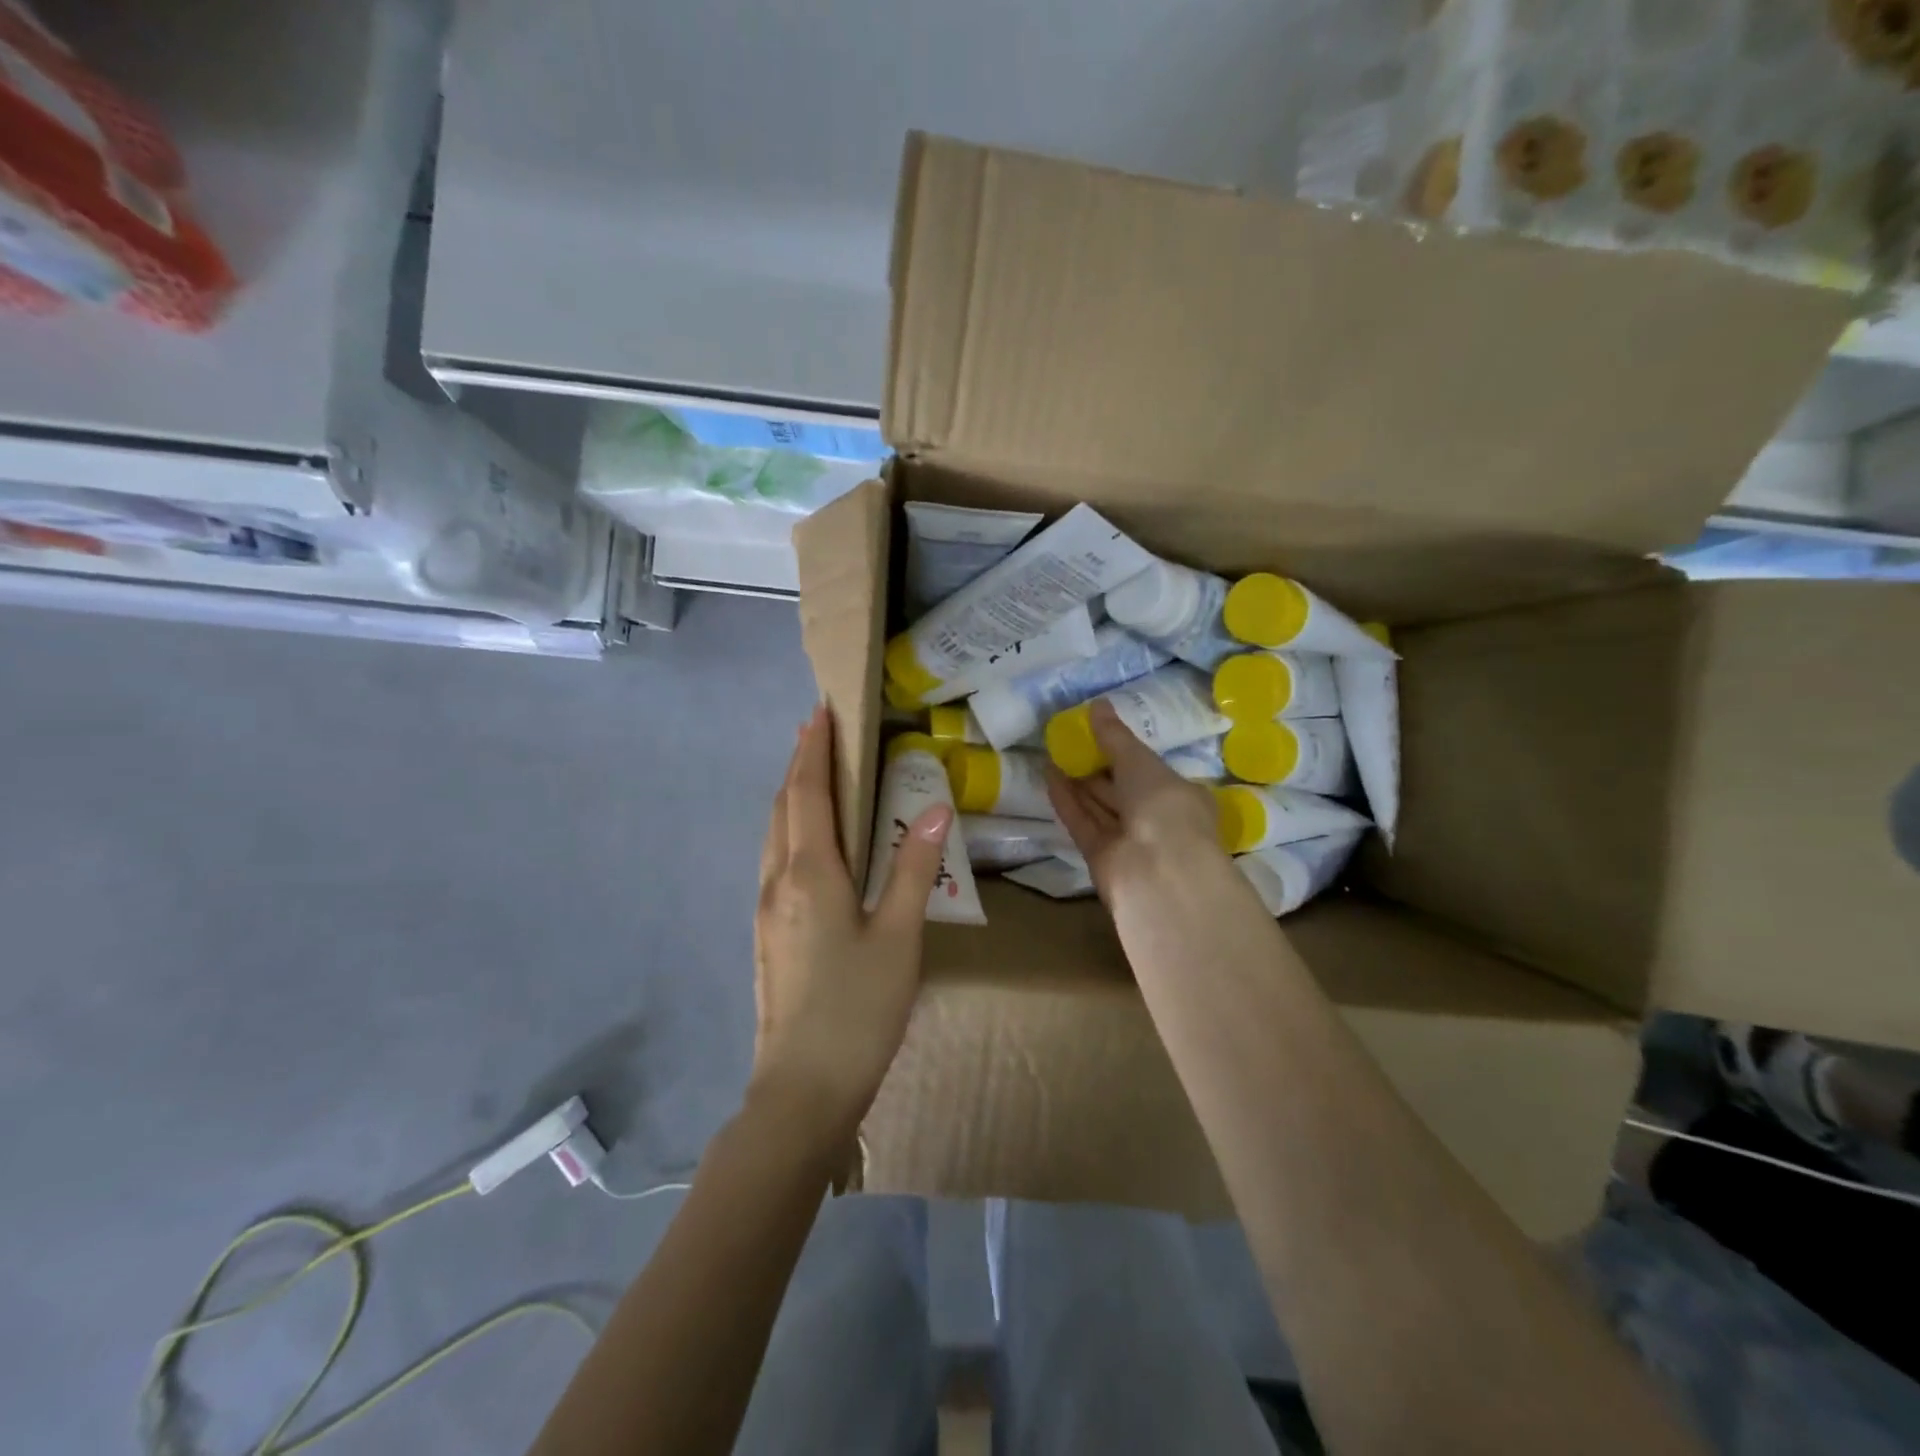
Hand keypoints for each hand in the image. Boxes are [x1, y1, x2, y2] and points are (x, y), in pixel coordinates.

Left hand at [751, 705, 952, 1140]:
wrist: (801, 1088)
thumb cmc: (858, 1009)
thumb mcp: (899, 936)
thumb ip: (914, 868)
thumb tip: (935, 808)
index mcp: (809, 873)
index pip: (807, 792)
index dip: (813, 749)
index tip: (820, 711)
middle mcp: (778, 880)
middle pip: (783, 806)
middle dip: (799, 764)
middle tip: (819, 732)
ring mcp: (766, 909)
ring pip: (774, 833)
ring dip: (791, 796)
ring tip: (814, 775)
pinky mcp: (767, 933)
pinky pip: (774, 859)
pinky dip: (790, 829)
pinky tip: (809, 842)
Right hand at [1046, 700, 1222, 901]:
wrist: (1157, 873)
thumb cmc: (1163, 807)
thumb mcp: (1141, 762)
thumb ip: (1115, 736)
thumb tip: (1097, 704)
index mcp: (1179, 796)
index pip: (1149, 770)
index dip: (1124, 752)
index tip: (1099, 732)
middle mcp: (1155, 819)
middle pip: (1121, 789)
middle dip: (1097, 766)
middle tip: (1070, 739)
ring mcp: (1128, 840)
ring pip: (1099, 805)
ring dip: (1077, 781)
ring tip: (1053, 751)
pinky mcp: (1100, 855)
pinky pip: (1082, 821)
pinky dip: (1066, 800)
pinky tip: (1048, 774)